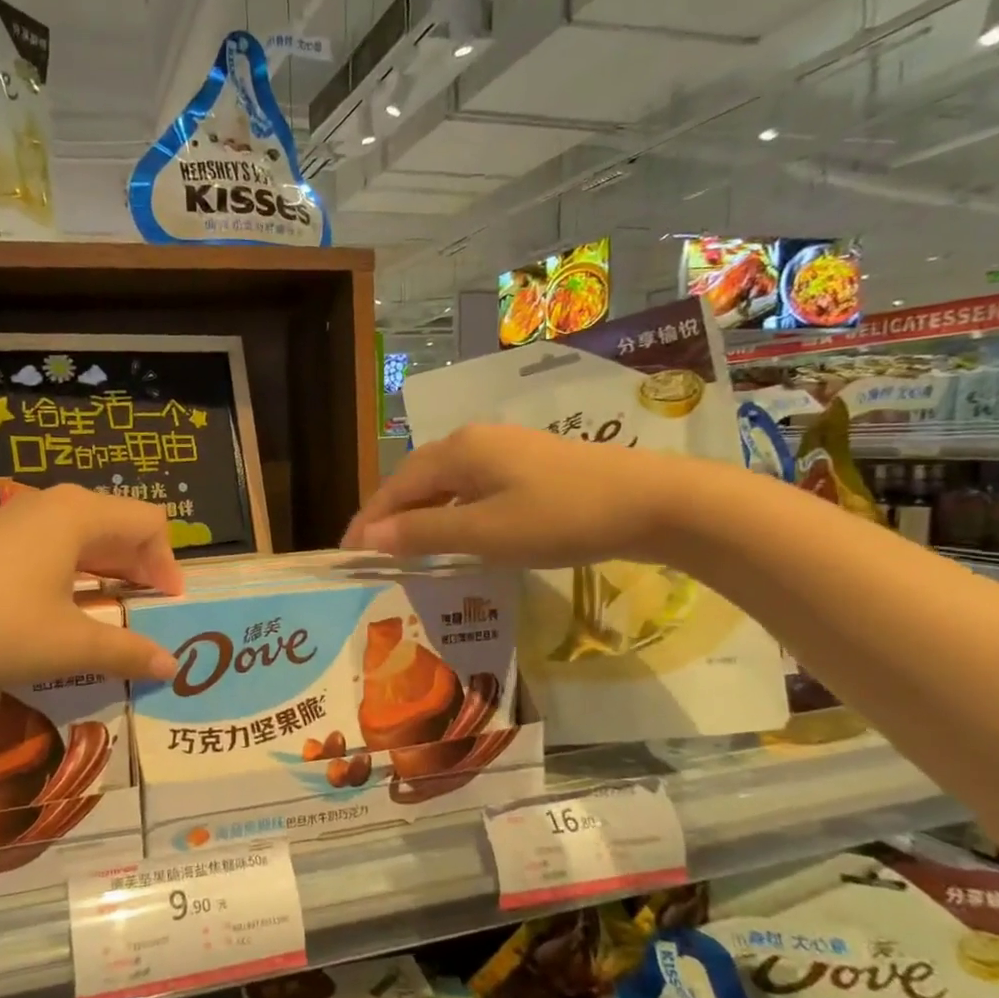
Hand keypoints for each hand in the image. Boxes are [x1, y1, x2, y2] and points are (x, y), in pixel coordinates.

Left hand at [0, 485, 183, 684]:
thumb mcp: (67, 646)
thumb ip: (126, 651)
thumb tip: (170, 665)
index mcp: (80, 515)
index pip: (149, 524)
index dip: (168, 564)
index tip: (168, 606)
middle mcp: (53, 504)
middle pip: (118, 524)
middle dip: (141, 566)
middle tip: (149, 609)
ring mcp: (17, 517)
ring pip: (83, 534)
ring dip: (108, 568)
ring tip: (114, 608)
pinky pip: (52, 544)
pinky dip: (75, 569)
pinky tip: (65, 604)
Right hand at [342, 424, 692, 565]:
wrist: (652, 501)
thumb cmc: (561, 517)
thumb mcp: (485, 533)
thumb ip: (423, 533)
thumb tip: (367, 539)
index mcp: (457, 450)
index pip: (394, 487)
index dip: (368, 521)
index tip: (346, 556)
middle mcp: (473, 441)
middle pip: (416, 480)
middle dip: (390, 517)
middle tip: (372, 555)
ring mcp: (503, 450)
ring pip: (444, 484)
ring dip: (420, 515)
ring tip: (405, 550)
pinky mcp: (527, 465)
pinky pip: (470, 487)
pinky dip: (451, 512)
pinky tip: (456, 535)